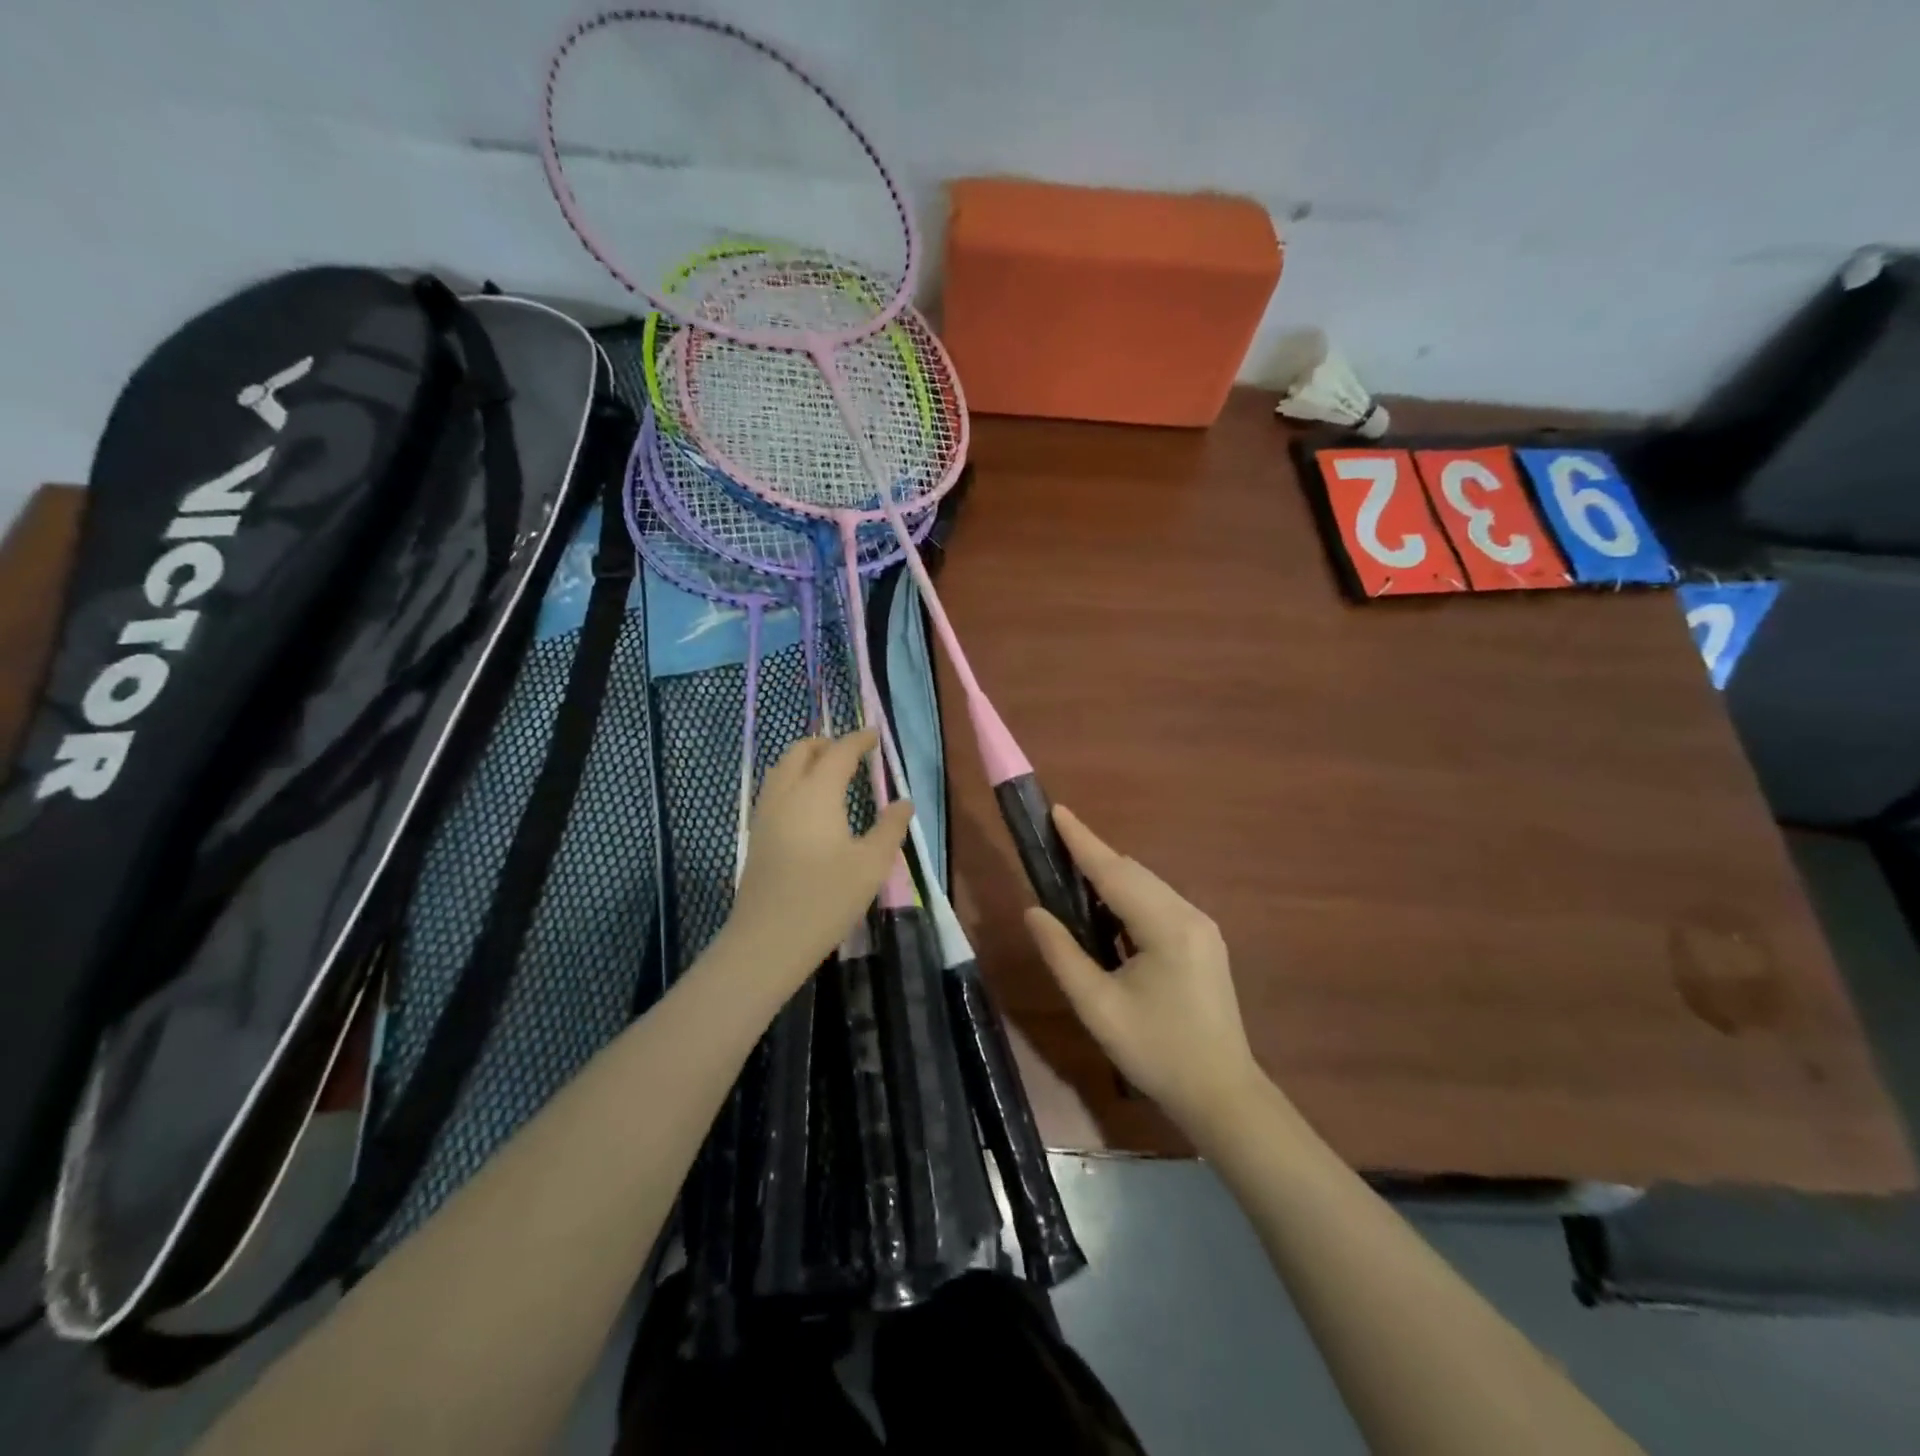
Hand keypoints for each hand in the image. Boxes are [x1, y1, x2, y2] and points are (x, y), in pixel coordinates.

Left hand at [725, 729, 912, 991]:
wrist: (767, 941)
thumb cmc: (826, 899)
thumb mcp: (871, 865)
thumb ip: (889, 828)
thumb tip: (903, 802)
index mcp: (817, 793)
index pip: (838, 753)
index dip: (858, 740)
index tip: (874, 736)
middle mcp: (786, 794)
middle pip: (800, 751)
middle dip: (826, 744)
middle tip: (850, 752)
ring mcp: (765, 814)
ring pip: (781, 769)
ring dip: (805, 761)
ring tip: (829, 773)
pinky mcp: (757, 836)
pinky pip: (774, 790)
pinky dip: (792, 780)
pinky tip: (808, 805)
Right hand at [1024, 807, 1263, 1134]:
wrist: (1221, 1095)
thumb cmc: (1156, 1052)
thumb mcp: (1098, 1007)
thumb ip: (1062, 954)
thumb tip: (1033, 912)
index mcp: (1167, 927)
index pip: (1114, 872)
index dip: (1082, 841)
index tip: (1057, 811)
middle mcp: (1189, 915)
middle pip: (1133, 873)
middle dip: (1093, 857)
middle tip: (1053, 848)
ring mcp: (1201, 926)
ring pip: (1147, 886)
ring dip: (1111, 877)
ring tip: (1072, 876)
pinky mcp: (1203, 940)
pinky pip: (1158, 903)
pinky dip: (1128, 897)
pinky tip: (1107, 911)